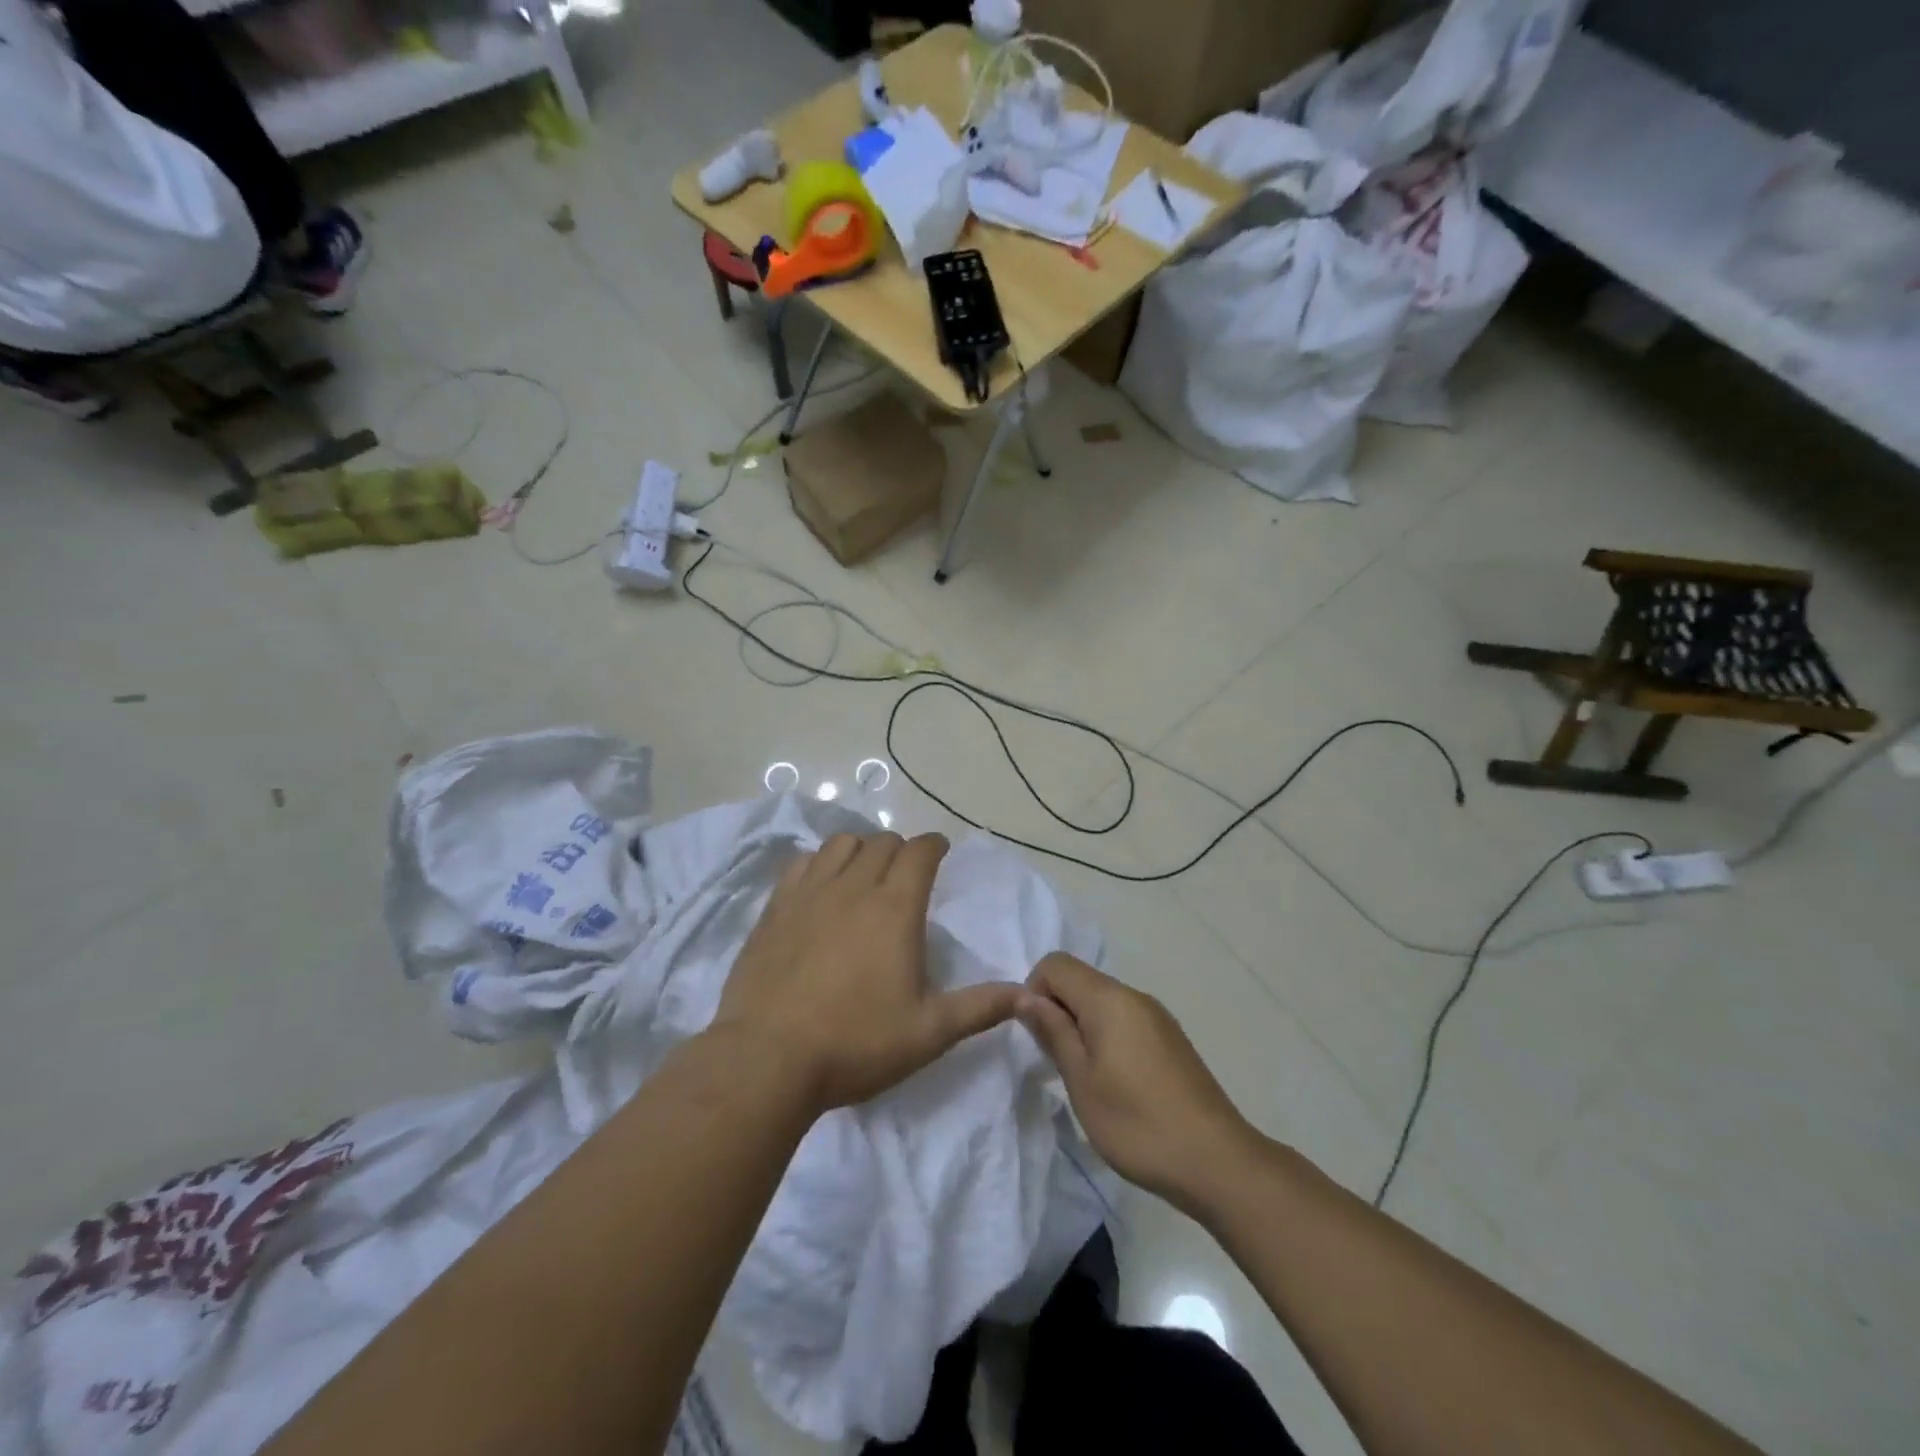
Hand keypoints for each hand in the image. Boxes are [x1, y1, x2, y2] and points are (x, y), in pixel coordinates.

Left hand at [712, 832, 1024, 1114]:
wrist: (767, 1060)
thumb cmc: (856, 1044)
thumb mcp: (929, 1033)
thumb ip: (980, 1007)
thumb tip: (1027, 993)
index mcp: (895, 907)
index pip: (920, 851)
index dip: (934, 845)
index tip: (940, 853)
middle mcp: (854, 886)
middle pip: (882, 842)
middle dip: (901, 850)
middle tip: (906, 874)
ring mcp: (810, 892)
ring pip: (841, 844)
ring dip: (860, 850)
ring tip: (864, 874)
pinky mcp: (775, 907)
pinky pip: (802, 863)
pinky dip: (820, 863)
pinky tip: (821, 888)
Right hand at [1020, 953, 1255, 1214]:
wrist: (1217, 1161)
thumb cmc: (1137, 1123)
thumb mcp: (1082, 1081)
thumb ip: (1053, 1032)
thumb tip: (1027, 996)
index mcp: (1109, 999)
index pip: (1055, 964)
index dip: (1034, 990)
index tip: (1036, 1036)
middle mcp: (1134, 996)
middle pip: (1080, 980)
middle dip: (1057, 1010)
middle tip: (1056, 1063)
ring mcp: (1157, 1017)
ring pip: (1102, 1002)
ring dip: (1081, 1027)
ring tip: (1084, 1078)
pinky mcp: (1170, 1039)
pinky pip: (1125, 1020)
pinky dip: (1106, 1037)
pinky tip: (1115, 1084)